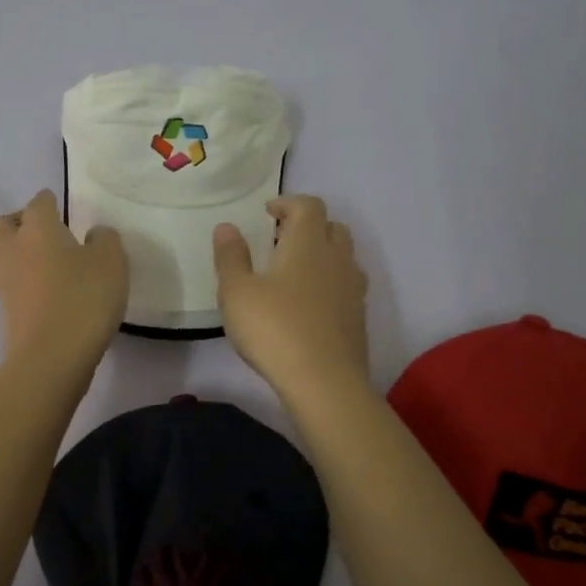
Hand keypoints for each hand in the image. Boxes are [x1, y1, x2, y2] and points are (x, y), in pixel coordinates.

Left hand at [0, 190, 127, 371]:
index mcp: (37, 228)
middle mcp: (12, 249)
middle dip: (21, 223)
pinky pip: (13, 285)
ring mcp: (5, 283)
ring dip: (20, 254)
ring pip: (4, 256)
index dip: (50, 201)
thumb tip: (93, 234)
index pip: (39, 202)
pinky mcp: (7, 312)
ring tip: (49, 263)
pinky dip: (26, 282)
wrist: (51, 358)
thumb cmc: (83, 298)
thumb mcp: (111, 261)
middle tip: (47, 232)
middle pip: (5, 225)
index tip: (62, 207)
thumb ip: (105, 239)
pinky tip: (50, 291)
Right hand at [213, 195, 369, 399]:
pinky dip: (330, 283)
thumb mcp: (237, 292)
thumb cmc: (274, 329)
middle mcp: (336, 258)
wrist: (324, 382)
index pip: (308, 205)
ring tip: (295, 272)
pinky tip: (310, 304)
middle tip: (281, 240)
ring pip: (344, 256)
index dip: (288, 203)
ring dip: (323, 254)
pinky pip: (347, 286)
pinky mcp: (358, 317)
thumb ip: (231, 256)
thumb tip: (227, 227)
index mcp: (308, 243)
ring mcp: (353, 289)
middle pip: (332, 227)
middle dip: (309, 226)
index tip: (268, 213)